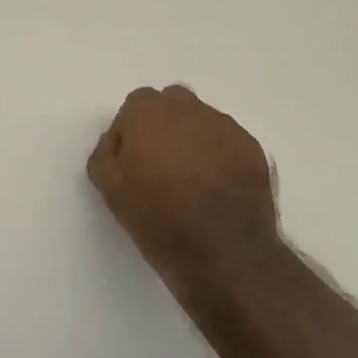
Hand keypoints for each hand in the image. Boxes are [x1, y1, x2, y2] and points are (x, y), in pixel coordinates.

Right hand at [87, 85, 281, 296]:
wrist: (223, 252)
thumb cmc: (158, 219)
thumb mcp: (110, 190)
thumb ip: (105, 154)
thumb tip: (117, 142)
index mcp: (150, 113)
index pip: (135, 106)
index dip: (131, 132)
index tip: (131, 163)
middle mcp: (190, 109)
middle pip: (171, 105)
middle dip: (163, 127)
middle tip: (159, 167)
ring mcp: (226, 127)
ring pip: (202, 123)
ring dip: (193, 141)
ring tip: (191, 182)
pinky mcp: (252, 148)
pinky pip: (227, 143)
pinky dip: (219, 157)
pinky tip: (216, 189)